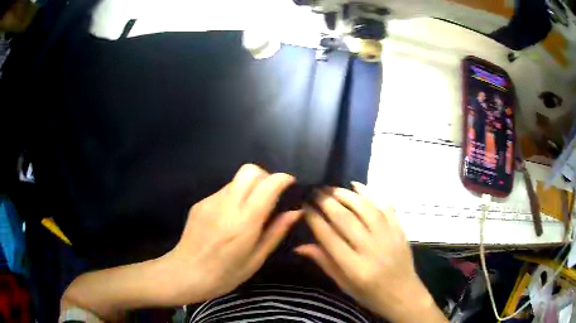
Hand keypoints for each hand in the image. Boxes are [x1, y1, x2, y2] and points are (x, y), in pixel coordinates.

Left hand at [163, 164, 301, 303]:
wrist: (185, 274)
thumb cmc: (225, 274)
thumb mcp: (256, 259)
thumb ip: (276, 232)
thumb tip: (296, 212)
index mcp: (244, 222)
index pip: (268, 185)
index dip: (283, 179)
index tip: (290, 186)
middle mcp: (227, 205)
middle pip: (249, 170)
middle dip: (265, 177)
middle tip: (270, 196)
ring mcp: (210, 201)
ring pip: (236, 180)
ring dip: (248, 188)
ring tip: (249, 211)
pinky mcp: (200, 203)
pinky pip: (223, 191)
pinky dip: (233, 197)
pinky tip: (229, 219)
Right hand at [295, 182, 445, 322]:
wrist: (404, 295)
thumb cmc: (370, 295)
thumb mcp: (344, 285)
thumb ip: (325, 263)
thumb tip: (299, 246)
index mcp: (355, 268)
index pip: (329, 237)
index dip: (314, 219)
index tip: (304, 206)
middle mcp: (371, 249)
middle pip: (346, 219)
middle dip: (327, 201)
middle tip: (314, 191)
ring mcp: (388, 237)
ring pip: (365, 208)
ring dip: (346, 195)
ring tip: (332, 188)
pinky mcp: (399, 230)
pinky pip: (385, 206)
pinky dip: (371, 193)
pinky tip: (357, 185)